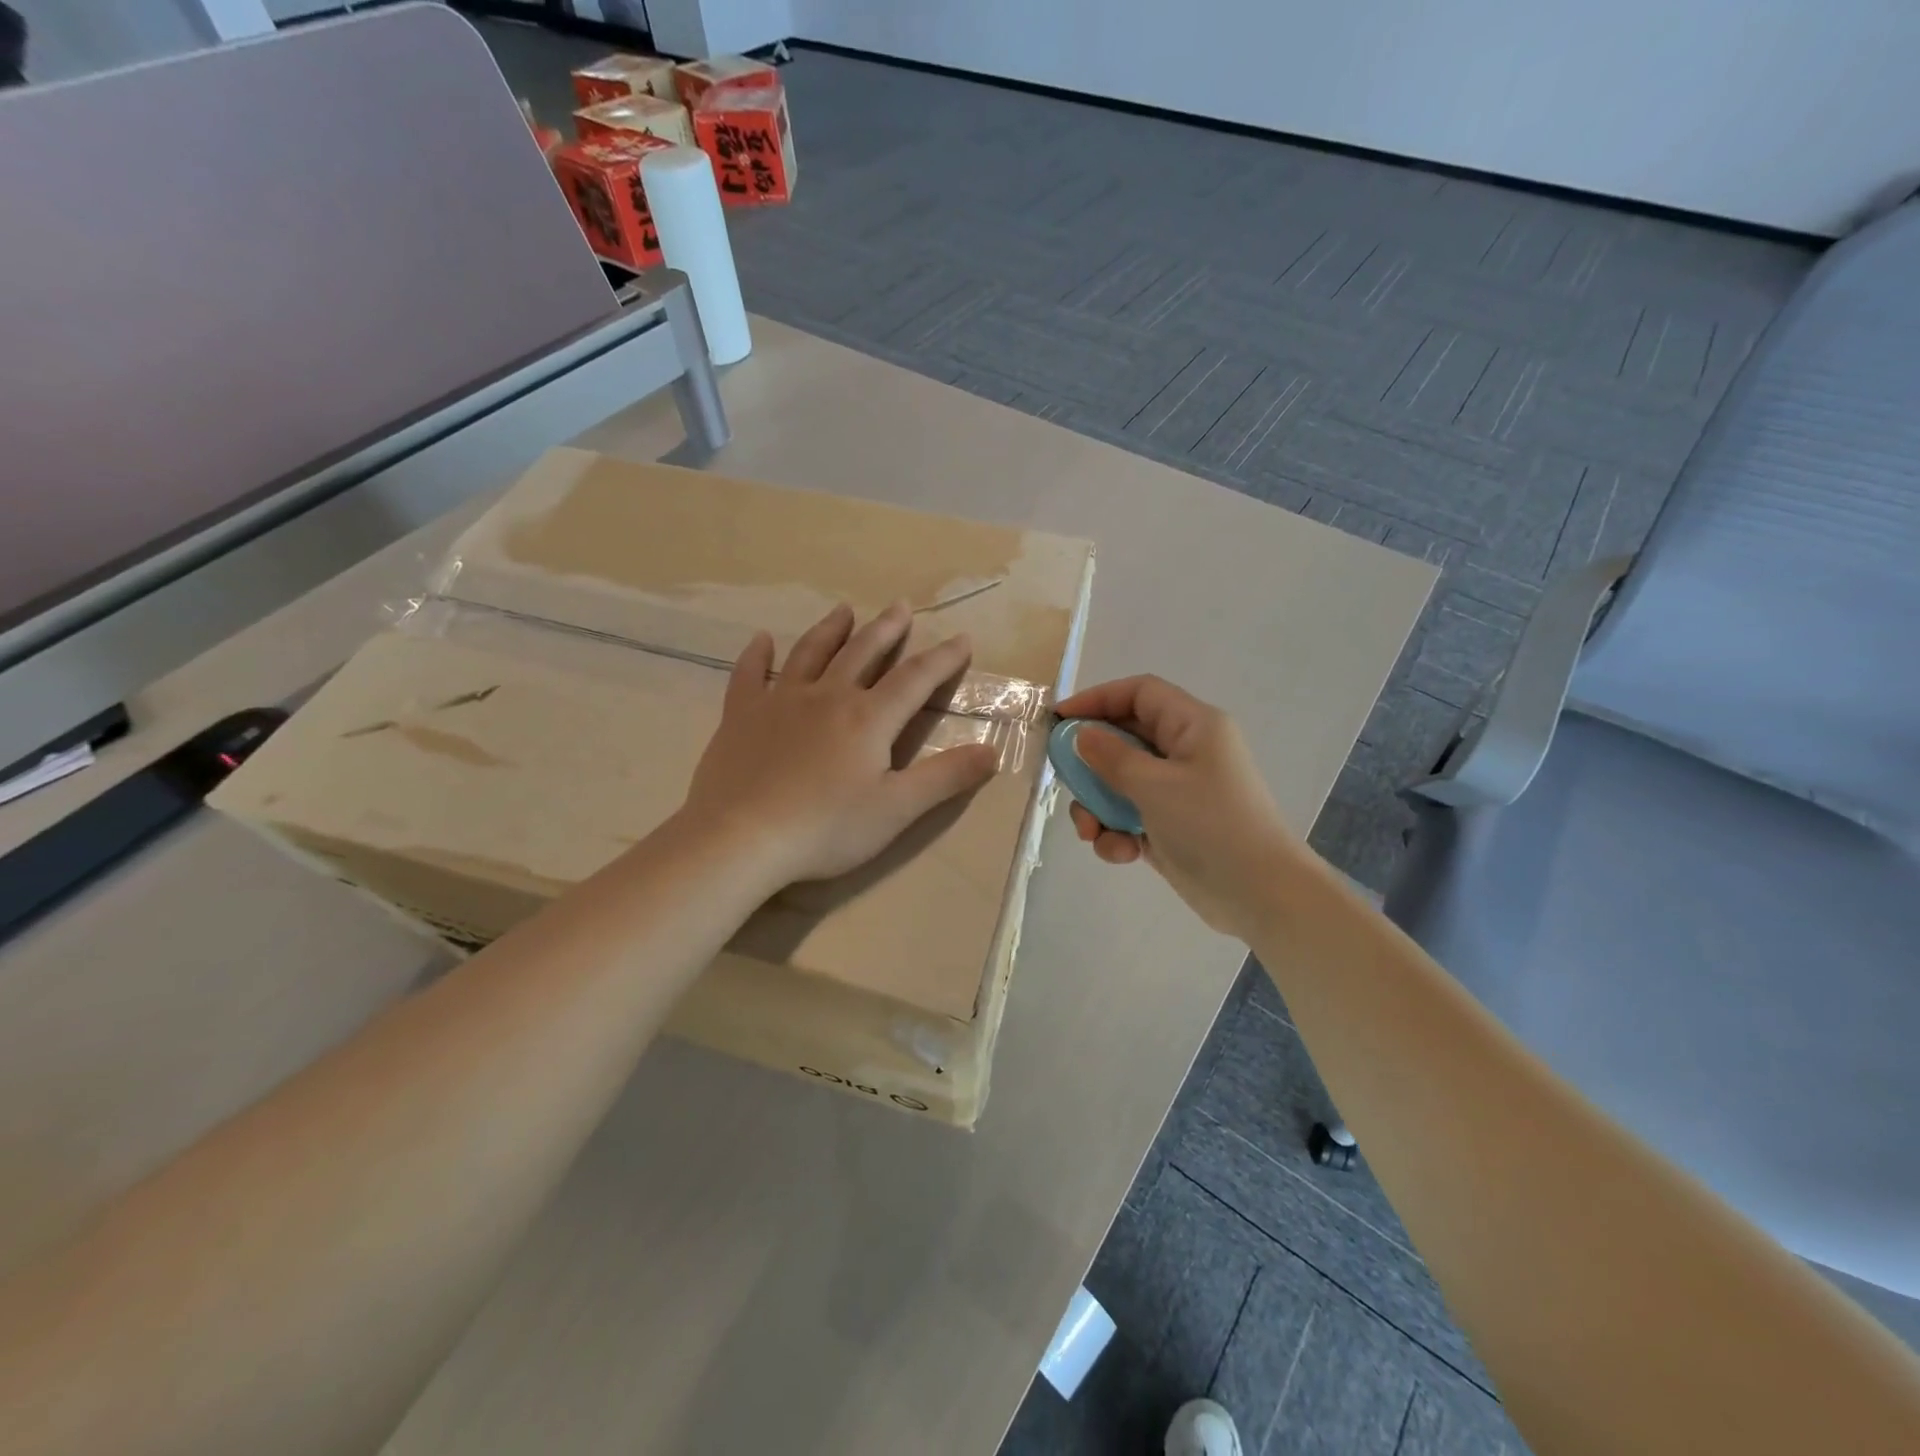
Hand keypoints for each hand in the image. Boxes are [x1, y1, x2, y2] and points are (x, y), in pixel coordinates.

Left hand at [678, 602, 999, 888]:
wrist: (741, 837)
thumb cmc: (826, 828)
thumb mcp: (897, 810)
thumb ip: (945, 777)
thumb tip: (992, 751)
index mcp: (869, 719)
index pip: (915, 679)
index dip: (942, 659)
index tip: (961, 639)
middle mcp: (828, 697)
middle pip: (863, 653)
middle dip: (886, 630)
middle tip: (900, 607)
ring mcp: (780, 701)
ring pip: (810, 653)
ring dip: (831, 630)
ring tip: (844, 609)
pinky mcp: (741, 715)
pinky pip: (749, 675)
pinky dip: (756, 655)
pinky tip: (761, 640)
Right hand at [1056, 676, 1305, 938]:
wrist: (1261, 896)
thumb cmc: (1211, 827)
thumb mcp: (1155, 786)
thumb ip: (1111, 757)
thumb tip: (1082, 736)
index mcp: (1193, 726)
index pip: (1139, 693)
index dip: (1097, 699)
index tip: (1060, 720)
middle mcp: (1186, 751)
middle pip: (1125, 738)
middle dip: (1092, 764)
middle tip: (1066, 783)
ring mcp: (1179, 790)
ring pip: (1121, 781)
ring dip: (1099, 806)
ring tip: (1093, 833)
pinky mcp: (1171, 825)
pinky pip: (1131, 815)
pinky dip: (1118, 832)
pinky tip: (1122, 853)